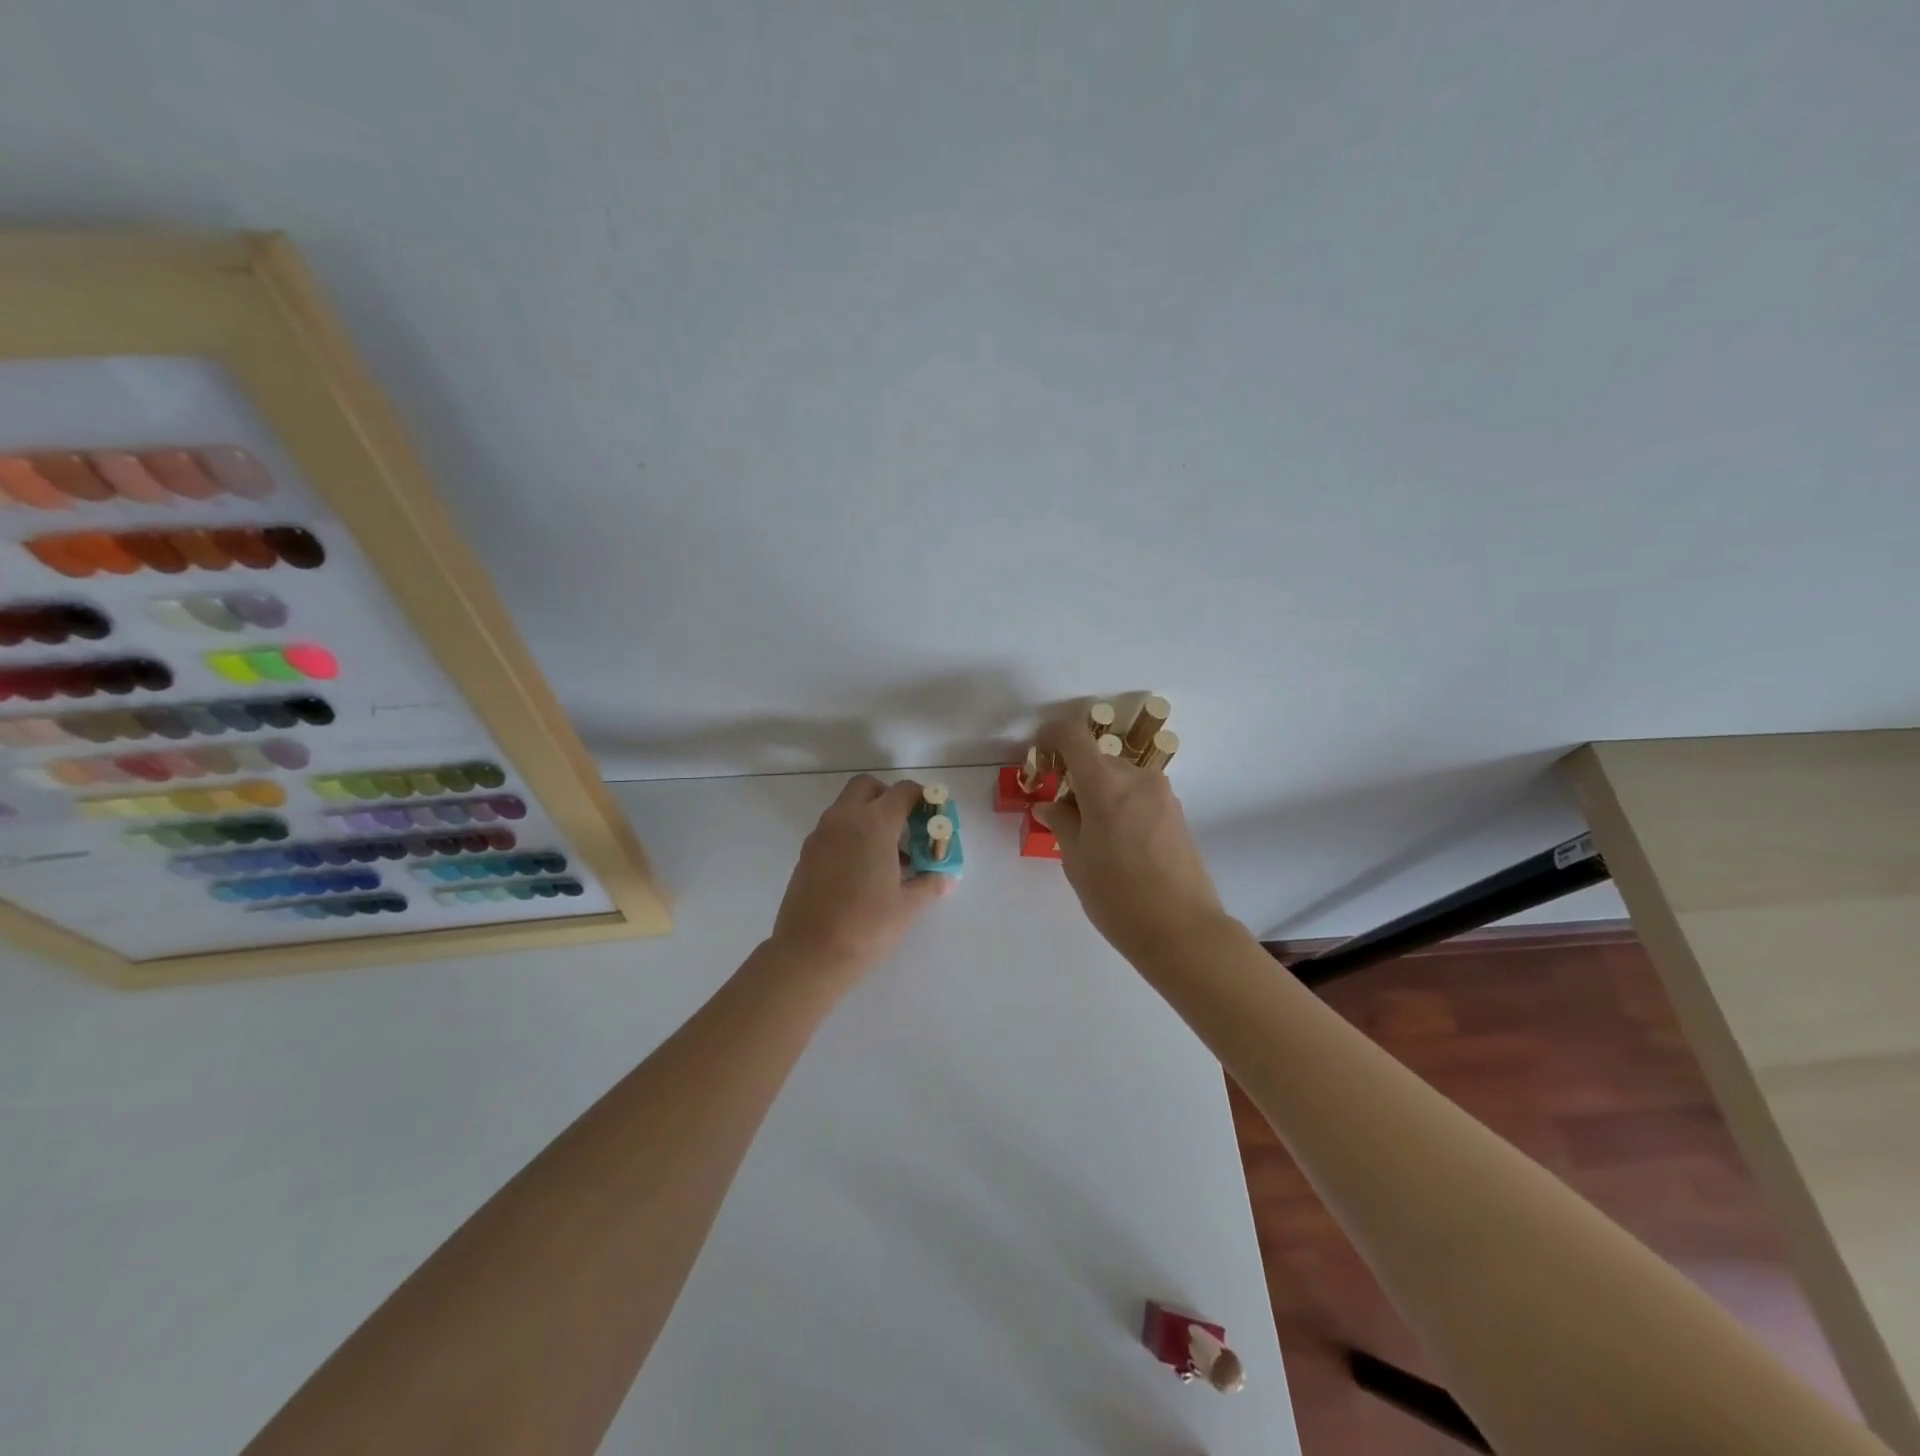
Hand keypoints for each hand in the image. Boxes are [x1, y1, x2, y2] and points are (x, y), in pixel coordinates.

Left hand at [769, 775, 952, 980]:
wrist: (809, 955)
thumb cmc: (866, 926)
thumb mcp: (908, 906)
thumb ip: (929, 884)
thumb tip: (945, 877)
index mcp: (873, 824)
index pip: (903, 792)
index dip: (923, 799)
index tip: (934, 818)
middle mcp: (844, 820)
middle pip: (868, 787)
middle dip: (889, 797)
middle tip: (907, 827)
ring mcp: (820, 836)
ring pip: (847, 808)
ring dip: (869, 817)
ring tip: (890, 856)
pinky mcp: (806, 855)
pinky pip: (833, 830)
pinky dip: (851, 835)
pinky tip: (864, 871)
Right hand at [1033, 716, 1228, 963]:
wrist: (1183, 931)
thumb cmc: (1118, 898)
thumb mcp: (1077, 862)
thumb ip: (1061, 823)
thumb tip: (1049, 805)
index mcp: (1106, 786)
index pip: (1074, 735)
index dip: (1051, 736)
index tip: (1039, 755)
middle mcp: (1137, 778)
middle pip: (1096, 758)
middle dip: (1072, 775)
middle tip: (1058, 811)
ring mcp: (1161, 793)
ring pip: (1118, 776)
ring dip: (1097, 790)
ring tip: (1088, 833)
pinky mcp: (1175, 811)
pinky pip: (1137, 792)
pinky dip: (1119, 802)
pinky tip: (1115, 841)